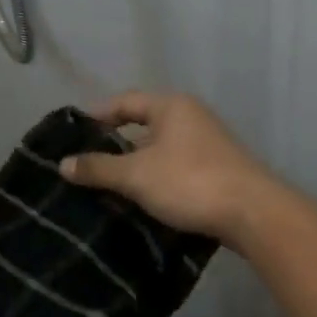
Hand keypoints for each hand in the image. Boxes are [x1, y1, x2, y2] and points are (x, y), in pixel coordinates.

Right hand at [60, 93, 282, 246]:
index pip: (124, 102)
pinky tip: (140, 198)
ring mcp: (207, 143)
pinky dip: (155, 178)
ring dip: (135, 164)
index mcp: (171, 106)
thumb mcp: (136, 175)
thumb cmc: (190, 182)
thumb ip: (98, 168)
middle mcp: (190, 117)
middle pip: (143, 124)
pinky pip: (175, 167)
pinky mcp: (216, 169)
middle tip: (86, 161)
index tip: (73, 133)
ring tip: (106, 184)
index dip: (97, 115)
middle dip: (114, 143)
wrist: (253, 214)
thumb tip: (63, 164)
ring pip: (159, 149)